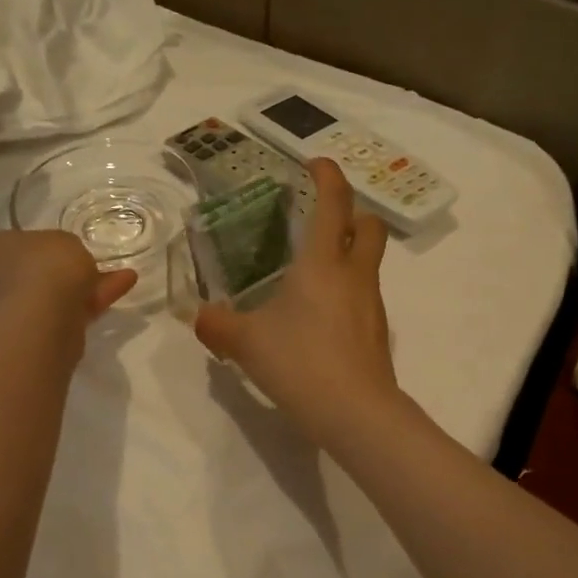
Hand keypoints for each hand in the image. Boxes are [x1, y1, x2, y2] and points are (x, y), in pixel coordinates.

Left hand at [0, 230, 135, 335]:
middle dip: (71, 268)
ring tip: (125, 277)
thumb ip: (69, 247)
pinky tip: (121, 291)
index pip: (23, 241)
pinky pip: (71, 312)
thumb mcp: (67, 240)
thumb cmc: (46, 269)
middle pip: (41, 270)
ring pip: (59, 294)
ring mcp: (17, 310)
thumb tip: (70, 260)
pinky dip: (95, 302)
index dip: (50, 243)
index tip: (74, 247)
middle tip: (99, 263)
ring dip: (90, 286)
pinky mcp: (38, 334)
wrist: (39, 324)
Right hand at [195, 159, 399, 439]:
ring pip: (369, 263)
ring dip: (348, 254)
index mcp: (324, 263)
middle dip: (352, 212)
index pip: (334, 202)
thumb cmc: (300, 363)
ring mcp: (372, 304)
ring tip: (310, 274)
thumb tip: (199, 317)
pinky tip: (319, 317)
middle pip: (370, 225)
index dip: (327, 175)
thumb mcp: (247, 343)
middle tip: (322, 220)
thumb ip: (218, 325)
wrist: (355, 413)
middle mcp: (355, 275)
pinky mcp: (377, 332)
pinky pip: (364, 296)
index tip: (315, 163)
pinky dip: (346, 291)